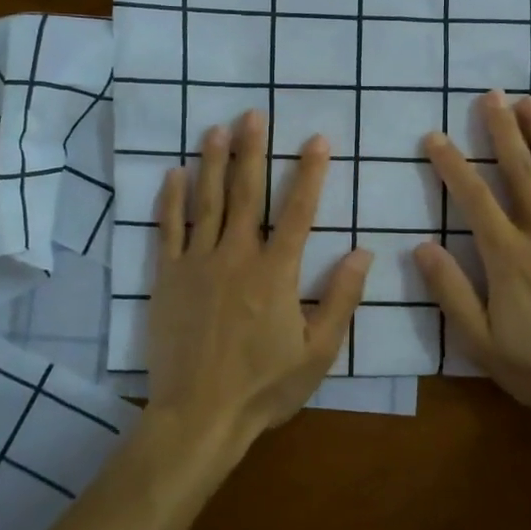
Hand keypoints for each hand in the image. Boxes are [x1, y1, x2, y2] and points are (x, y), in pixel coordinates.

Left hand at [146, 109, 371, 449]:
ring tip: (216, 129)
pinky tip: (173, 174)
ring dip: (213, 163)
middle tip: (253, 114)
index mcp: (277, 273)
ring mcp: (197, 264)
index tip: (318, 140)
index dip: (310, 173)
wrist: (199, 415)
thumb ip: (341, 300)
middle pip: (247, 194)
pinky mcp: (167, 279)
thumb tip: (363, 253)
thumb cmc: (264, 387)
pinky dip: (170, 200)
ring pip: (207, 203)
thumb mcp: (318, 352)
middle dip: (253, 151)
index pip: (299, 211)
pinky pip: (167, 230)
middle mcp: (237, 257)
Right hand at [415, 91, 530, 421]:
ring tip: (530, 102)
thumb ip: (451, 292)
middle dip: (501, 131)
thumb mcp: (482, 341)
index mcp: (508, 256)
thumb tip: (421, 247)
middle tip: (491, 95)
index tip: (435, 136)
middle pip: (520, 172)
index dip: (452, 165)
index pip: (473, 199)